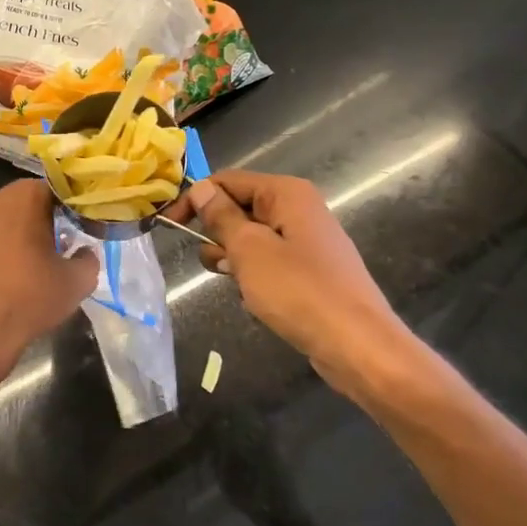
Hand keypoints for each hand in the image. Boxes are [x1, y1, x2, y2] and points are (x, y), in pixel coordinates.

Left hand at [0, 179, 98, 366]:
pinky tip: (25, 271)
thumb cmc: (32, 295)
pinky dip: (12, 246)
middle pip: (32, 201)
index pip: (57, 187)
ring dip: (31, 231)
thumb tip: (85, 253)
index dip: (75, 204)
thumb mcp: (77, 280)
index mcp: (23, 196)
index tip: (87, 222)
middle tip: (72, 238)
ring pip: (13, 219)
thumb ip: (89, 258)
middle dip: (52, 216)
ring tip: (50, 257)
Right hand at [173, 171, 411, 390]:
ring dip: (235, 259)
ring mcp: (307, 241)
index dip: (195, 199)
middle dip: (218, 233)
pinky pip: (270, 263)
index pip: (228, 180)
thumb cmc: (299, 291)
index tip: (168, 226)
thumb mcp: (249, 250)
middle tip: (213, 263)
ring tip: (237, 284)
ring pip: (253, 239)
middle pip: (240, 208)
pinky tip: (256, 300)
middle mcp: (299, 209)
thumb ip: (221, 217)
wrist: (358, 345)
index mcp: (286, 193)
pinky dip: (255, 277)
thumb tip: (201, 187)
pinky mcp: (311, 271)